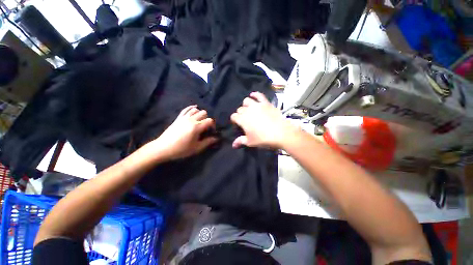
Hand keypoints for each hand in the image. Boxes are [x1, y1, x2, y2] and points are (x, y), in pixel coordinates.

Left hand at [151, 105, 217, 160]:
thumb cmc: (181, 149)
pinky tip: (194, 109)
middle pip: (204, 113)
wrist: (163, 148)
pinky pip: (186, 109)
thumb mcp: (196, 148)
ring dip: (200, 114)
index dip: (213, 125)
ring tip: (199, 121)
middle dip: (207, 118)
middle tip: (205, 126)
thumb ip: (208, 142)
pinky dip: (191, 108)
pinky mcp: (178, 118)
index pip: (209, 120)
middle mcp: (191, 120)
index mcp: (196, 127)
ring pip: (196, 109)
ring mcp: (184, 117)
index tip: (212, 131)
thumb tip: (216, 138)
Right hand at [230, 92, 296, 148]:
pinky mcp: (266, 103)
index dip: (234, 120)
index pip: (234, 116)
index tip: (237, 123)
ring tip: (248, 109)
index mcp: (242, 119)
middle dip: (240, 113)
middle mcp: (248, 110)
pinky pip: (259, 95)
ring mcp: (257, 105)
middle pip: (240, 109)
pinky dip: (255, 94)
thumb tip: (233, 145)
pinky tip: (253, 95)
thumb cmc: (263, 139)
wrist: (281, 134)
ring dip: (245, 104)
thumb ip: (240, 141)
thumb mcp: (250, 142)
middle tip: (244, 119)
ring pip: (246, 100)